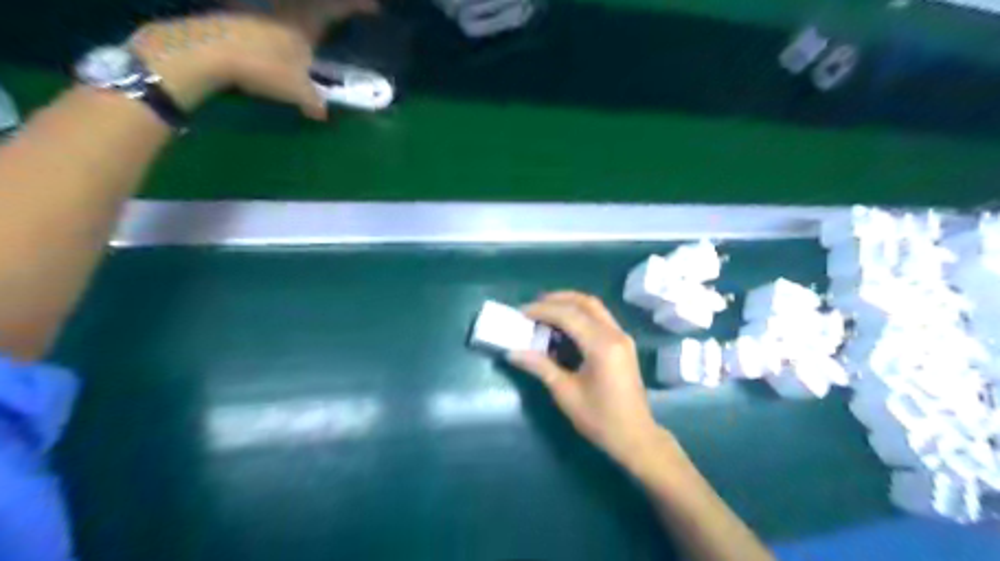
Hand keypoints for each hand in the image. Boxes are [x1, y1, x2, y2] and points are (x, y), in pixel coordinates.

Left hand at [129, 0, 380, 116]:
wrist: (209, 51)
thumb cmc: (264, 66)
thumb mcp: (297, 91)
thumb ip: (314, 101)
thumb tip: (323, 113)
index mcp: (305, 25)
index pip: (336, 10)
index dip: (357, 6)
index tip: (375, 7)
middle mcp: (286, 12)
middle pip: (313, 6)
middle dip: (331, 10)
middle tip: (343, 16)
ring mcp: (261, 13)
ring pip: (290, 10)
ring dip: (305, 17)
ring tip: (313, 33)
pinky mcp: (240, 18)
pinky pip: (272, 19)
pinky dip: (283, 27)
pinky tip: (280, 42)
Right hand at [509, 294, 679, 472]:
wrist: (636, 437)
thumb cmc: (600, 419)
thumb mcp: (566, 393)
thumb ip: (540, 367)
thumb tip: (512, 352)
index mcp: (602, 345)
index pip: (569, 315)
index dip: (543, 310)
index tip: (521, 313)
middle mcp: (615, 334)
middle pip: (585, 302)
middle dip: (557, 299)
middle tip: (532, 307)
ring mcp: (622, 337)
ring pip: (594, 307)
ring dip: (569, 304)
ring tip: (545, 311)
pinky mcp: (623, 343)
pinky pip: (600, 318)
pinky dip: (580, 314)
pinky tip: (564, 326)